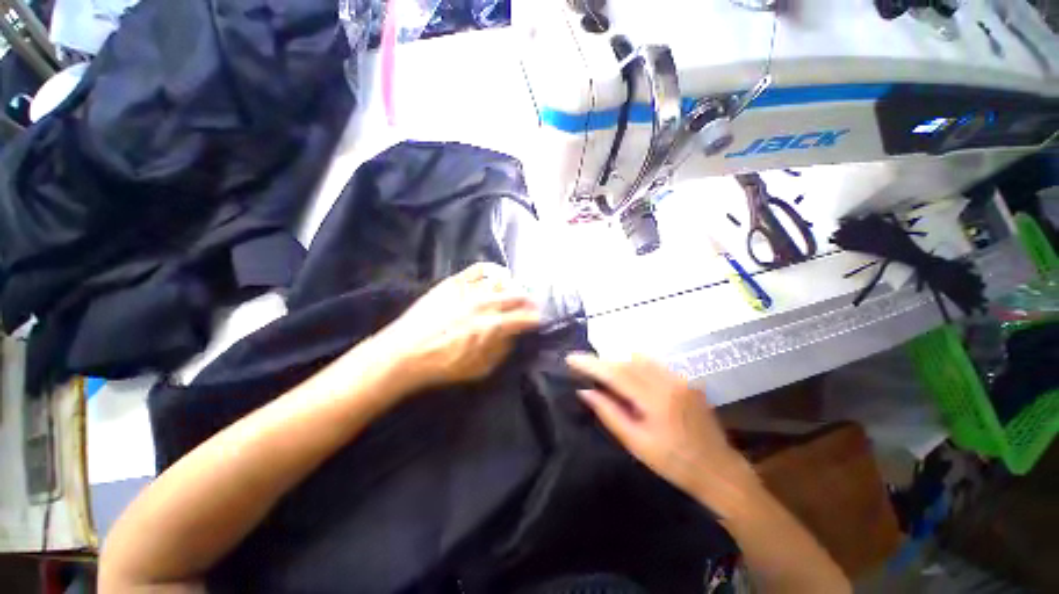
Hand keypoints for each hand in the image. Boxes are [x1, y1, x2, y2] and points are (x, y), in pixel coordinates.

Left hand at [370, 263, 540, 393]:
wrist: (404, 353)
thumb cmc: (443, 366)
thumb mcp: (479, 369)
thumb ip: (501, 350)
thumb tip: (512, 335)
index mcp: (492, 326)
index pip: (523, 317)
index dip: (535, 318)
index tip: (539, 319)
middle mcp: (484, 303)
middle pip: (516, 295)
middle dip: (528, 300)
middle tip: (531, 304)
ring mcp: (469, 290)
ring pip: (500, 281)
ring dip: (513, 286)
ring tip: (515, 291)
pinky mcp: (454, 283)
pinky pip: (478, 269)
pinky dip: (492, 270)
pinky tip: (496, 275)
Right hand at [565, 353, 758, 516]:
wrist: (720, 470)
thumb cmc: (675, 464)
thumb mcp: (637, 444)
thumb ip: (609, 413)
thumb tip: (585, 391)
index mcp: (656, 399)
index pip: (616, 373)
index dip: (591, 364)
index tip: (571, 358)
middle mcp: (668, 381)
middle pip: (626, 361)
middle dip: (601, 361)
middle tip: (582, 365)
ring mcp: (679, 378)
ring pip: (639, 359)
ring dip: (617, 362)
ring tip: (602, 372)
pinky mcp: (685, 379)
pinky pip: (653, 364)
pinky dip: (634, 365)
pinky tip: (627, 376)